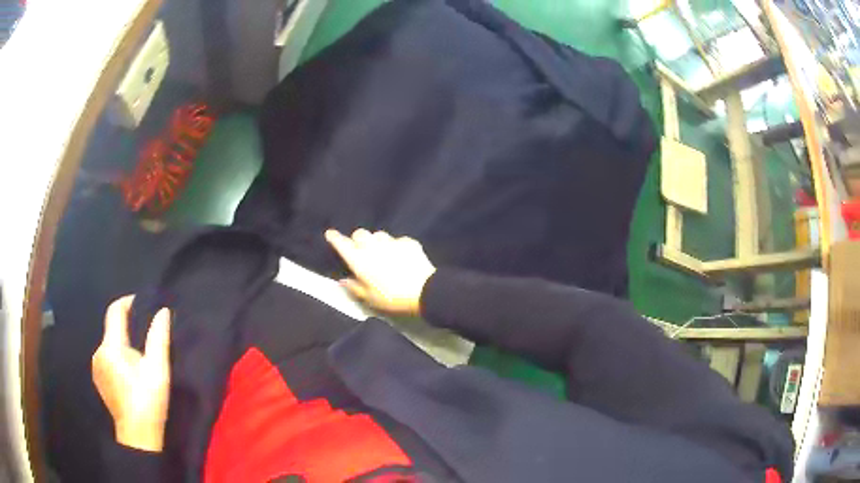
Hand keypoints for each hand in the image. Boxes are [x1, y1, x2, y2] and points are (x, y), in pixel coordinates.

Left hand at [92, 296, 170, 451]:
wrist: (138, 437)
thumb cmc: (148, 402)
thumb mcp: (158, 370)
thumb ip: (158, 338)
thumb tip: (162, 311)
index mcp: (111, 347)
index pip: (115, 310)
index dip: (128, 302)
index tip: (144, 303)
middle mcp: (99, 351)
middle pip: (112, 328)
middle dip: (128, 326)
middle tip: (147, 336)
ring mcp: (96, 365)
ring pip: (109, 343)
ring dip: (123, 343)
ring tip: (140, 357)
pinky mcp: (98, 377)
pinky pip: (106, 356)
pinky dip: (117, 356)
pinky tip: (129, 371)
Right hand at [325, 229, 435, 316]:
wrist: (423, 291)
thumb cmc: (392, 299)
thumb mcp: (370, 299)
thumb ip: (354, 288)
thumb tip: (343, 281)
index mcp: (360, 261)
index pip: (343, 244)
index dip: (335, 238)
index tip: (330, 234)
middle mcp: (373, 247)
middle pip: (360, 233)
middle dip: (358, 239)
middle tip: (361, 250)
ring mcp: (392, 242)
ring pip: (379, 235)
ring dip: (377, 241)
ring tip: (382, 253)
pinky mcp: (408, 242)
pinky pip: (398, 240)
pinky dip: (397, 247)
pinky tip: (401, 257)